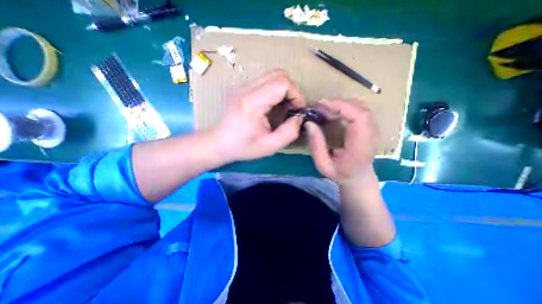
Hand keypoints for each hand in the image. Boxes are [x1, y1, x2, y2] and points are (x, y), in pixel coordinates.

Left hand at [209, 69, 306, 162]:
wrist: (218, 143)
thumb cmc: (243, 147)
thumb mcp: (270, 146)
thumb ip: (289, 132)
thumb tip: (300, 118)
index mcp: (253, 102)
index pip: (282, 83)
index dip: (296, 94)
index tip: (298, 110)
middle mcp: (246, 88)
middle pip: (278, 74)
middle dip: (292, 90)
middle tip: (293, 107)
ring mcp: (242, 86)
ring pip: (272, 75)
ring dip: (283, 89)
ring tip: (284, 106)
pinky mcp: (242, 88)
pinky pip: (264, 81)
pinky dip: (275, 90)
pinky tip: (273, 104)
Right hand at [307, 100, 377, 183]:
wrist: (358, 178)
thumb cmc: (340, 173)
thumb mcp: (323, 165)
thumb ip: (316, 145)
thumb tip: (309, 123)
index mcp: (360, 145)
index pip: (358, 117)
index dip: (341, 106)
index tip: (322, 104)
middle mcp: (371, 135)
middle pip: (360, 108)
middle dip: (338, 103)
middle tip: (320, 107)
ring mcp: (373, 129)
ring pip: (361, 106)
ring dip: (342, 104)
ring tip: (325, 109)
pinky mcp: (370, 127)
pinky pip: (360, 110)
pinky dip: (346, 107)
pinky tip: (334, 112)